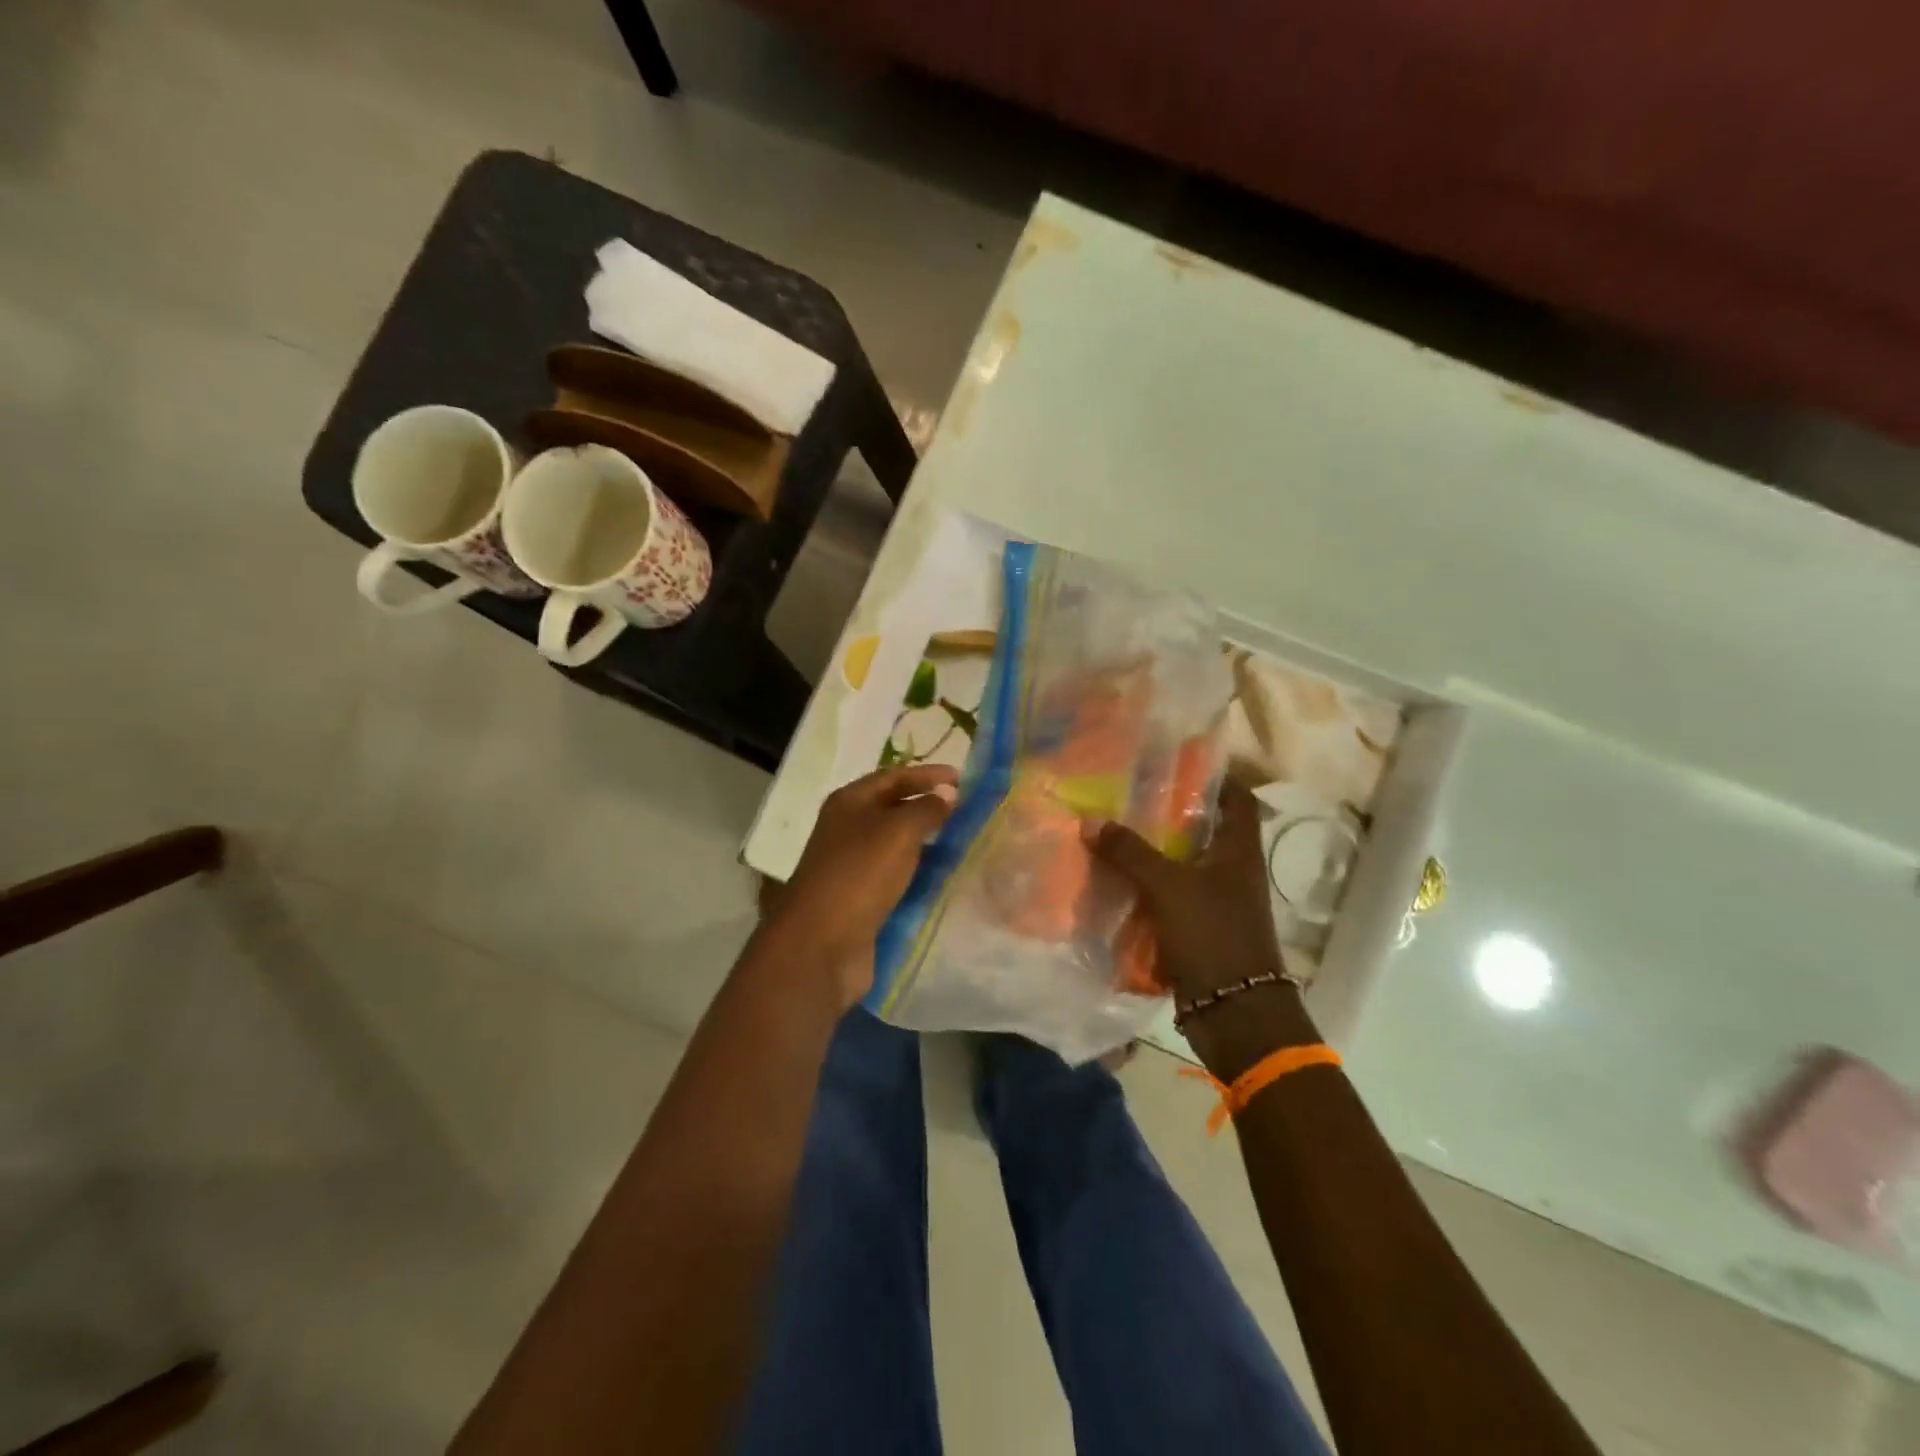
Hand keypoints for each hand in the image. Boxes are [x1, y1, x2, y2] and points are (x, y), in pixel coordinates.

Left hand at [765, 764, 958, 1005]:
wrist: (822, 944)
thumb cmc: (859, 874)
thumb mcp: (898, 832)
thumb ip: (927, 809)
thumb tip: (948, 793)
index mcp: (850, 802)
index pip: (894, 776)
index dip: (928, 775)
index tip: (964, 779)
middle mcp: (848, 828)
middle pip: (894, 808)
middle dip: (930, 807)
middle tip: (969, 811)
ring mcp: (853, 865)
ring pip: (897, 844)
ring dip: (928, 842)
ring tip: (965, 842)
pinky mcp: (861, 898)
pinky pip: (897, 876)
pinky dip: (920, 873)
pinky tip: (945, 877)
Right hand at [1085, 778, 1282, 1003]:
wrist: (1234, 1011)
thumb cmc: (1213, 934)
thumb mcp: (1168, 886)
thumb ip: (1130, 852)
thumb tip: (1089, 820)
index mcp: (1239, 850)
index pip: (1237, 798)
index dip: (1215, 776)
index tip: (1176, 762)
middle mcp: (1231, 870)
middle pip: (1202, 829)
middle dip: (1167, 813)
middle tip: (1127, 795)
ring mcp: (1215, 900)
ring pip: (1180, 864)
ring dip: (1151, 852)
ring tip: (1111, 830)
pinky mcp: (1197, 927)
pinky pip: (1167, 897)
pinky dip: (1145, 887)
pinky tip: (1112, 878)